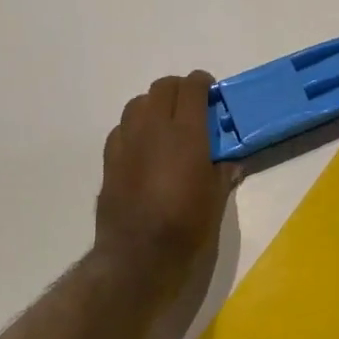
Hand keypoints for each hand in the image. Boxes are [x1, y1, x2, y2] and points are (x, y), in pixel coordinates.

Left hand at [94, 72, 238, 291]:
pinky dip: (135, 128)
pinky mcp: (109, 159)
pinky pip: (122, 128)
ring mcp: (127, 142)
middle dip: (179, 89)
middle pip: (162, 88)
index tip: (210, 91)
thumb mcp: (216, 200)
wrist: (138, 255)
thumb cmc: (186, 227)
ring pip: (138, 103)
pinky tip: (143, 147)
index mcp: (186, 133)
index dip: (202, 82)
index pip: (192, 88)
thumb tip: (229, 162)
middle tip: (191, 105)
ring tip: (165, 123)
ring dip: (154, 104)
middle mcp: (153, 128)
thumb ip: (222, 173)